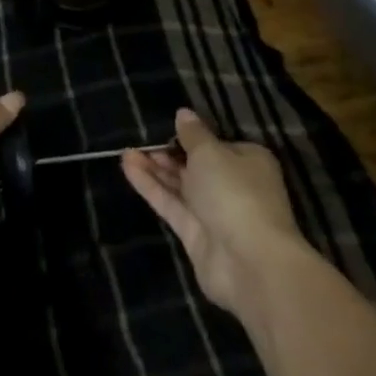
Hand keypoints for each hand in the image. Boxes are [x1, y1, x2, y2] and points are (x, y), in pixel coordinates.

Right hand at [122, 109, 315, 315]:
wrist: (249, 261)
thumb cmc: (235, 192)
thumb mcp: (211, 152)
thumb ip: (193, 134)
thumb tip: (183, 113)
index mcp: (249, 162)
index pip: (219, 145)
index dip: (193, 137)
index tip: (167, 128)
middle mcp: (234, 186)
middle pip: (197, 166)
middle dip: (170, 153)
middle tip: (141, 140)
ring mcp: (214, 213)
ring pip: (181, 186)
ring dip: (155, 169)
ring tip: (126, 152)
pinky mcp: (195, 235)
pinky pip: (170, 204)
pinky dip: (150, 186)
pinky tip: (128, 167)